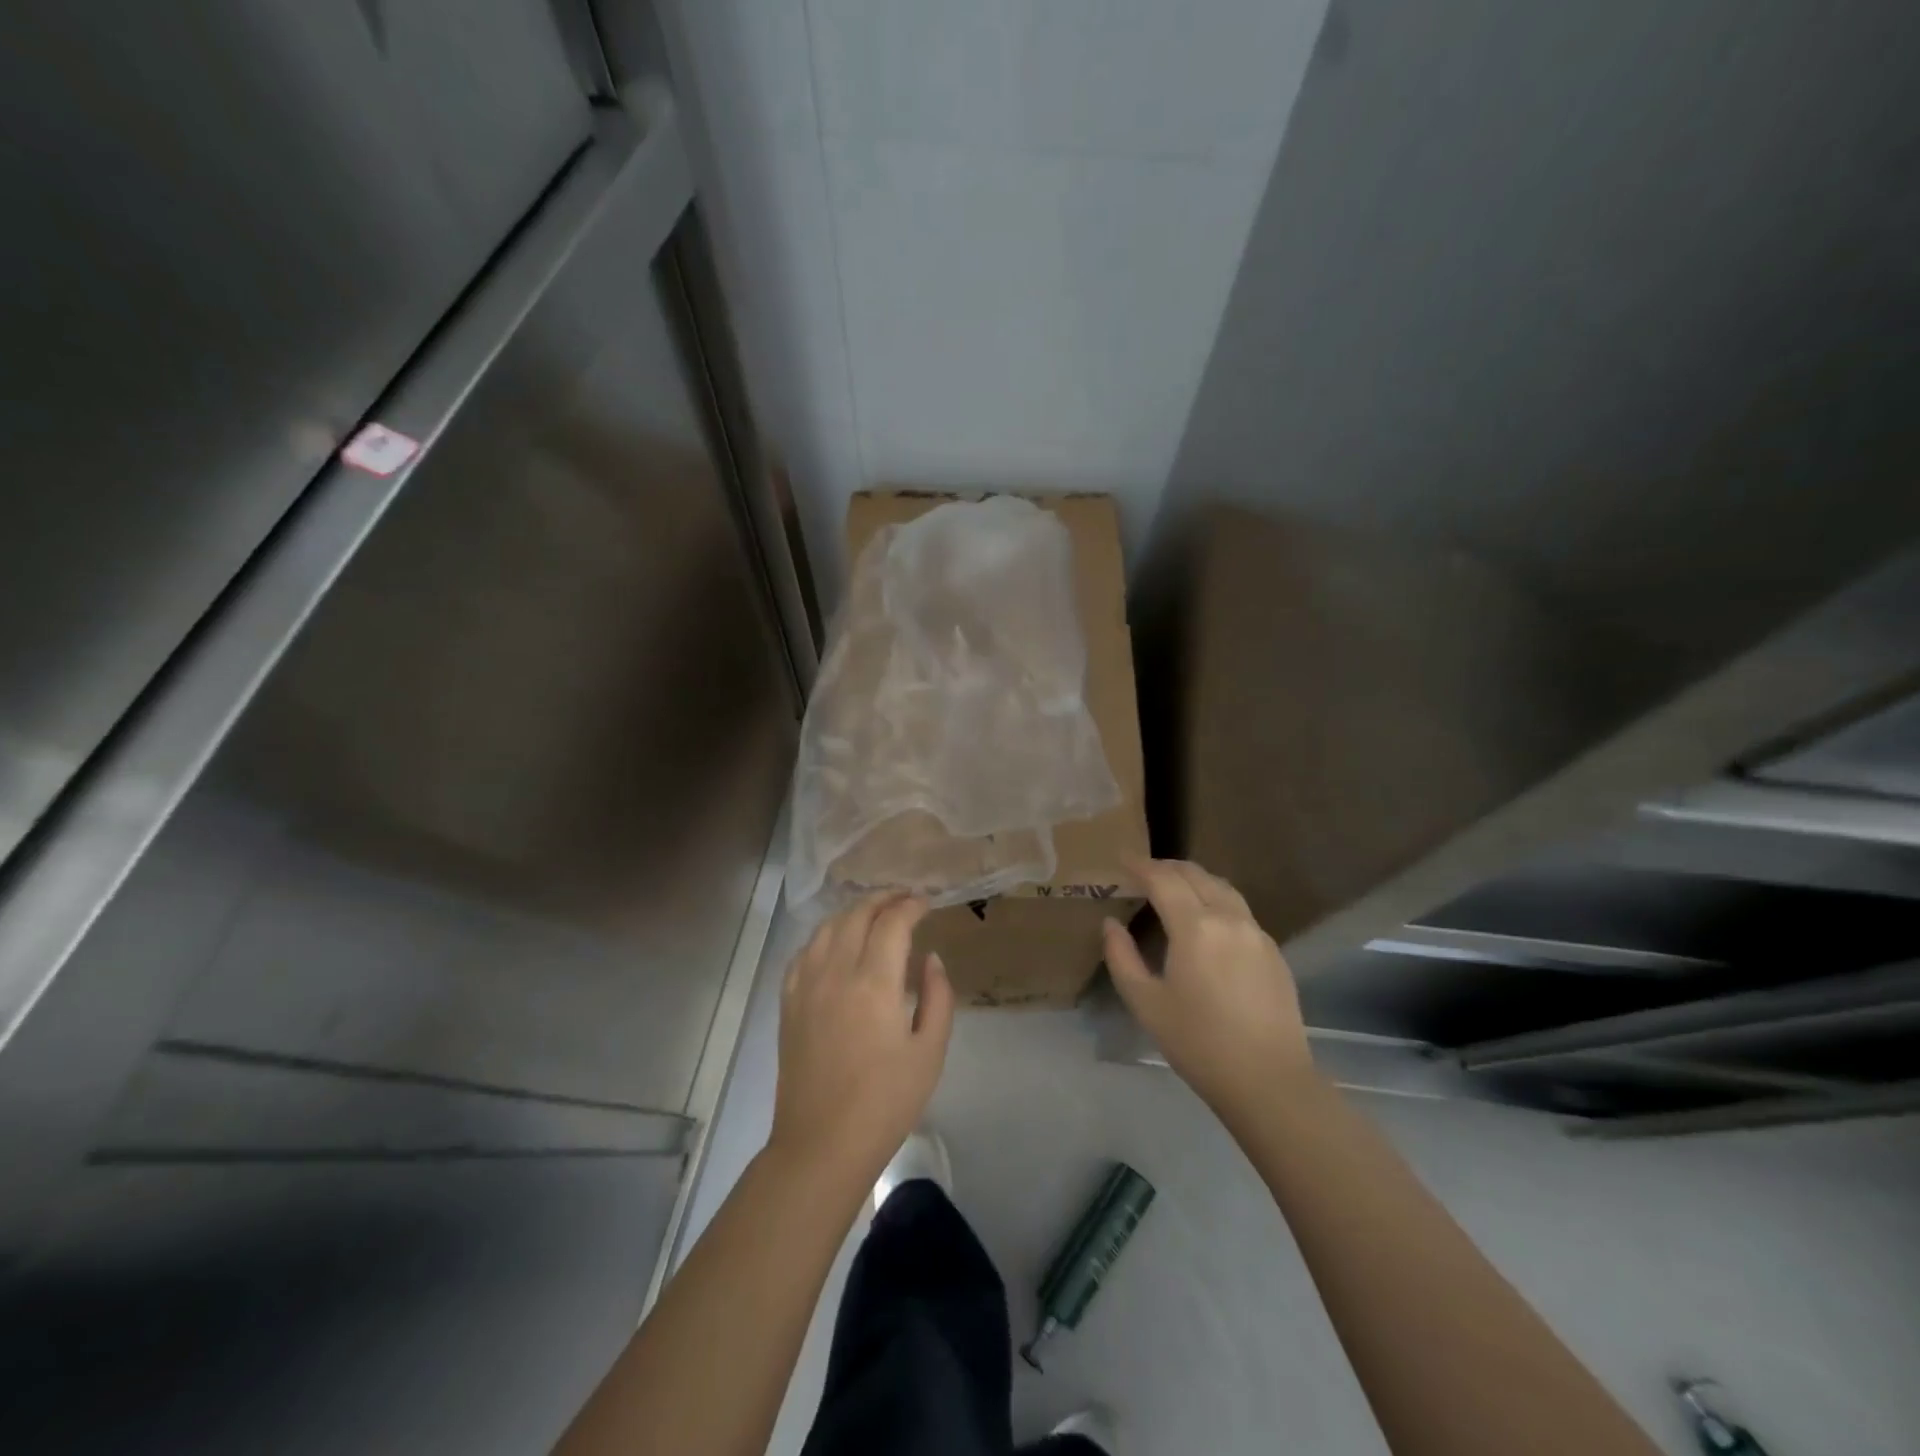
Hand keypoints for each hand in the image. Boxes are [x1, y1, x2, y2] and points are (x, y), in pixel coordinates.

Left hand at [769, 894, 954, 1190]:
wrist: (822, 1144)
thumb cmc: (885, 1102)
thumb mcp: (930, 1052)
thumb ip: (938, 997)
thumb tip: (930, 958)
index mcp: (874, 983)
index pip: (892, 922)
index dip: (910, 905)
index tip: (926, 903)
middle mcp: (835, 973)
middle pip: (857, 914)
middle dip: (883, 898)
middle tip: (904, 898)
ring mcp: (806, 985)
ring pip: (827, 927)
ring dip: (853, 911)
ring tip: (873, 913)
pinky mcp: (788, 1002)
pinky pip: (804, 951)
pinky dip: (824, 935)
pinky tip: (836, 943)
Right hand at [1103, 858, 1313, 1118]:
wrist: (1269, 1081)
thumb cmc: (1198, 1043)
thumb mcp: (1146, 1003)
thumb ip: (1122, 958)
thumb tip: (1111, 924)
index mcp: (1194, 926)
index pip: (1163, 879)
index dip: (1139, 865)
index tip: (1121, 858)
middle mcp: (1228, 918)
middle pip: (1195, 875)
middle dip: (1166, 867)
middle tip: (1143, 871)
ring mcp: (1256, 933)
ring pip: (1222, 887)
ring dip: (1194, 878)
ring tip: (1174, 885)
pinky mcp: (1273, 951)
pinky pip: (1239, 909)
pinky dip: (1216, 899)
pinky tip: (1207, 918)